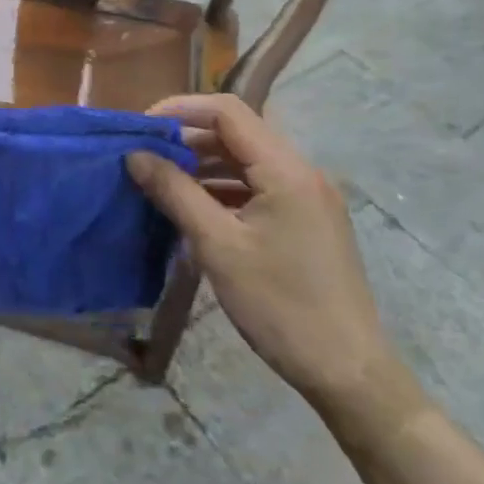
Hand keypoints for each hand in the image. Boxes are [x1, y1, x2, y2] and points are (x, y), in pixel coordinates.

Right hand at [126, 94, 404, 421]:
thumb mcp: (218, 246)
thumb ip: (174, 192)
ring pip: (246, 161)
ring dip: (202, 165)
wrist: (348, 374)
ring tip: (160, 182)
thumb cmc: (281, 306)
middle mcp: (302, 173)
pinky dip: (222, 189)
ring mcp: (308, 198)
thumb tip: (134, 154)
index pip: (227, 112)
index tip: (141, 128)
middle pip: (236, 133)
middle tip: (143, 157)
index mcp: (287, 170)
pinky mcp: (306, 222)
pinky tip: (194, 209)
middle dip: (186, 138)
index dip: (179, 109)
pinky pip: (257, 187)